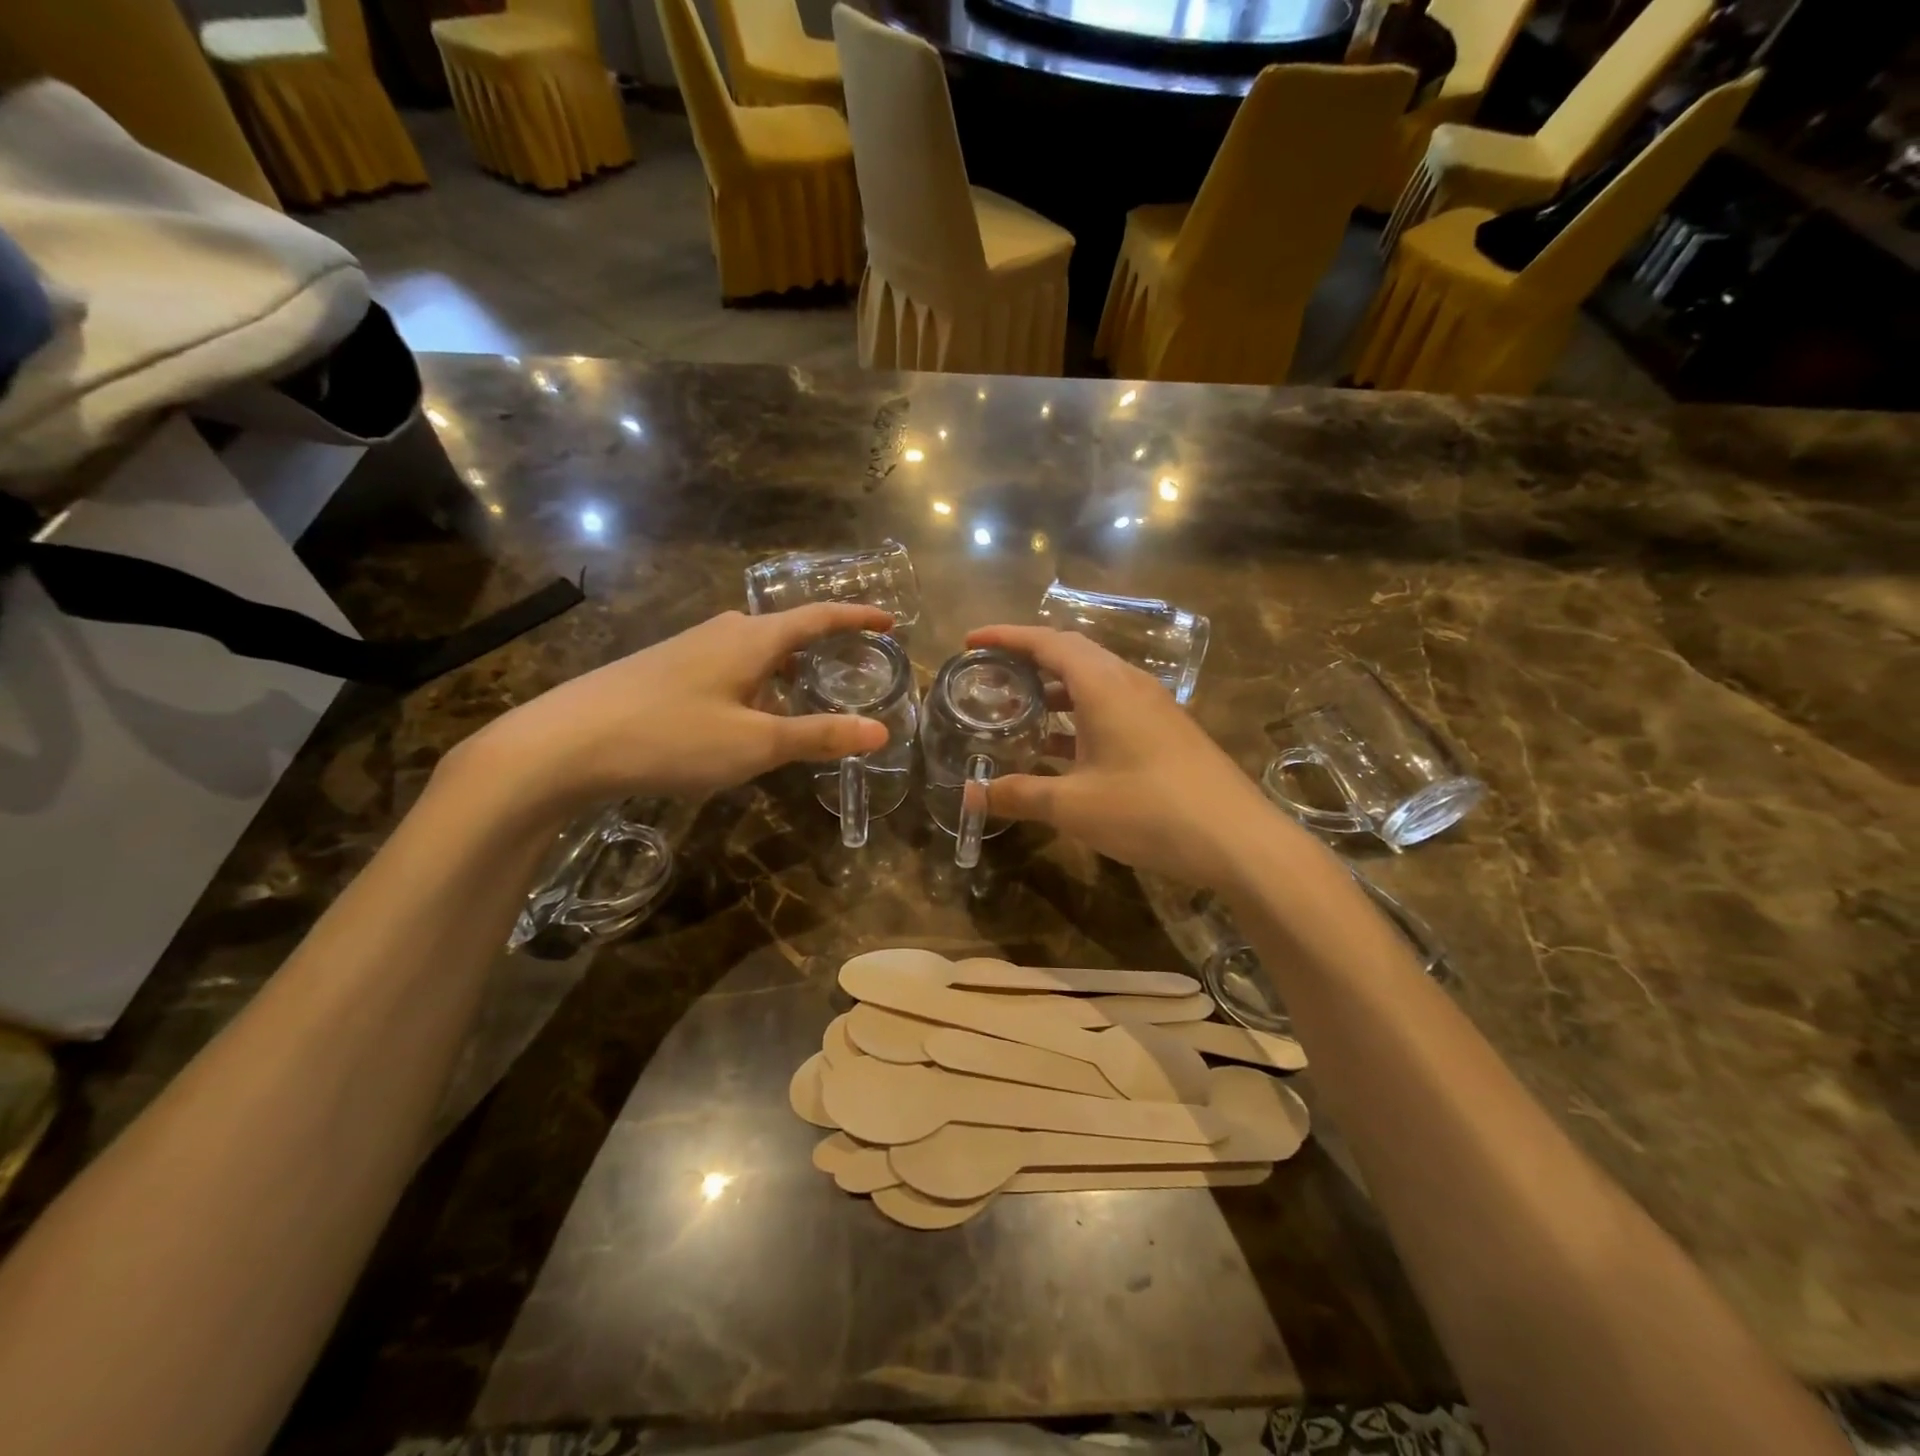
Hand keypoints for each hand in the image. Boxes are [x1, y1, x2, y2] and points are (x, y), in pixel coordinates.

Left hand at [454, 604, 893, 813]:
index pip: (818, 617)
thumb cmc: (670, 737)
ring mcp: (686, 647)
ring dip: (785, 667)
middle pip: (785, 630)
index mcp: (752, 639)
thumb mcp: (755, 744)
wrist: (563, 744)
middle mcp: (722, 632)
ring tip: (805, 695)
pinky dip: (754, 681)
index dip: (857, 617)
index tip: (889, 621)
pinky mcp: (662, 669)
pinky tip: (744, 714)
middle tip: (851, 669)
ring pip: (753, 650)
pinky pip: (726, 666)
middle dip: (822, 646)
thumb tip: (880, 732)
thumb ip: (818, 735)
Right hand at [965, 624, 1299, 889]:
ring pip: (1095, 682)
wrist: (1238, 839)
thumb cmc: (1149, 810)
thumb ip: (1020, 795)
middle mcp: (1130, 684)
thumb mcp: (1074, 806)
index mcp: (1104, 686)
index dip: (1006, 637)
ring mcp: (1154, 707)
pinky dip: (1080, 715)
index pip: (1048, 642)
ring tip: (1020, 709)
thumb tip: (971, 795)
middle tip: (992, 672)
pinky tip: (1063, 749)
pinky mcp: (1167, 732)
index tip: (971, 640)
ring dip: (1056, 690)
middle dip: (1029, 658)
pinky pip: (1113, 707)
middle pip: (1072, 654)